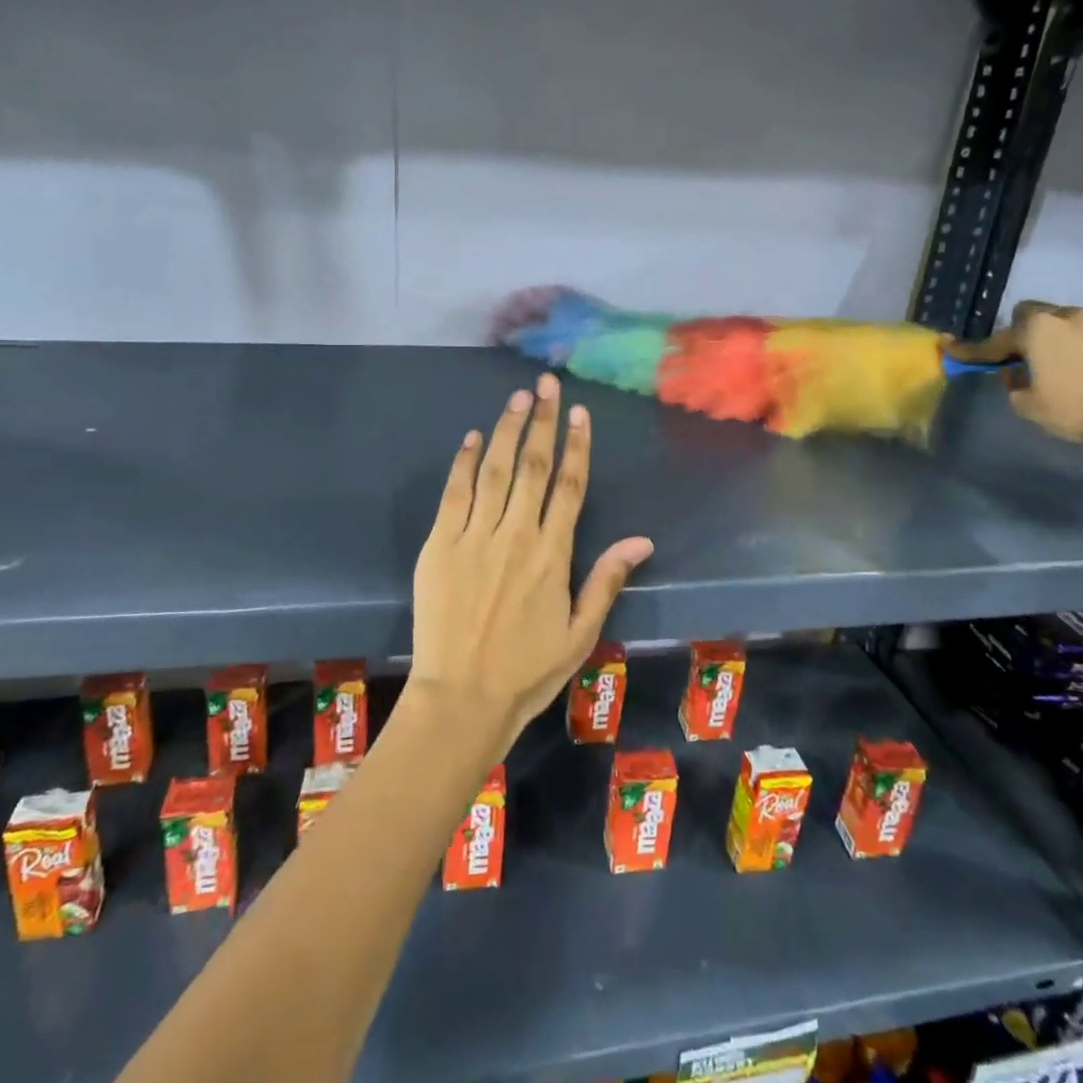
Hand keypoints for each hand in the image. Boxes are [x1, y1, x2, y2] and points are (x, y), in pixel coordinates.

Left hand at [408, 374, 653, 753]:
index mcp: (553, 554)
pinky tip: (472, 437)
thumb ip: (606, 580)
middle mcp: (516, 535)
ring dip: (506, 429)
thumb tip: (642, 540)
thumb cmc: (527, 671)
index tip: (578, 413)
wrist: (462, 698)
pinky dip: (464, 462)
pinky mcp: (440, 544)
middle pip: (533, 465)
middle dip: (542, 421)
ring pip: (494, 470)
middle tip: (546, 384)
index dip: (577, 446)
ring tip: (517, 397)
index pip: (570, 486)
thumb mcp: (580, 633)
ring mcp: (475, 536)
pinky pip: (454, 493)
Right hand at [949, 301, 1082, 451]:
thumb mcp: (1028, 406)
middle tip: (1036, 356)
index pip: (998, 337)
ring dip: (1076, 339)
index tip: (953, 348)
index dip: (977, 348)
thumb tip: (1016, 373)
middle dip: (1034, 332)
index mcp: (1038, 331)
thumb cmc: (1077, 412)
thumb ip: (1014, 385)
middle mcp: (1074, 316)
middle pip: (1042, 314)